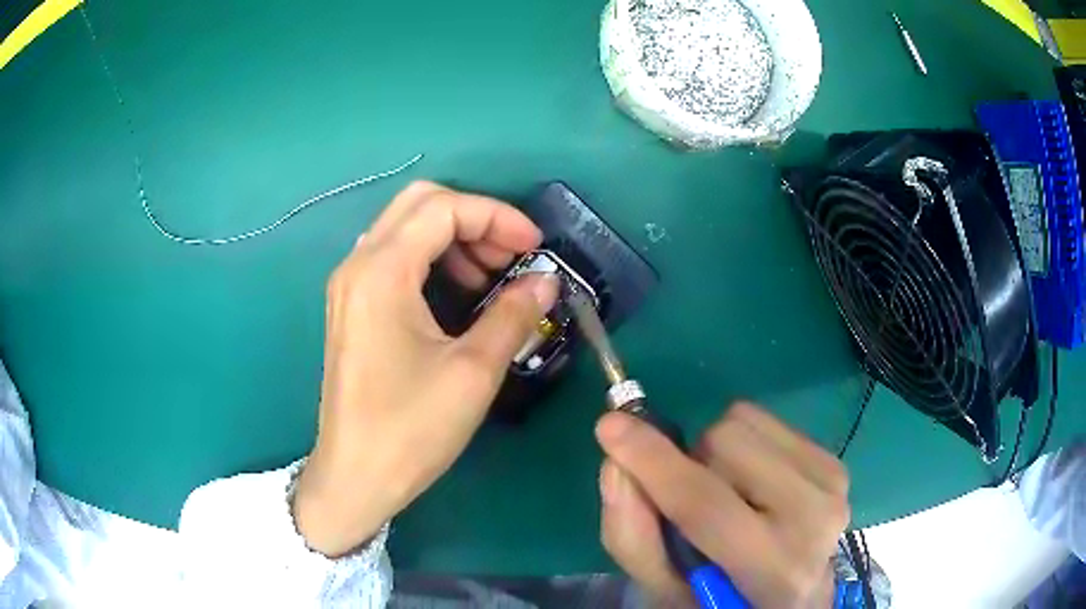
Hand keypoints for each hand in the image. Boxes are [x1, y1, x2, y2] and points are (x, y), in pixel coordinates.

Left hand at [293, 181, 559, 556]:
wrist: (355, 476)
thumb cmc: (410, 429)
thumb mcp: (473, 371)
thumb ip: (513, 314)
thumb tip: (546, 281)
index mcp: (381, 272)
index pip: (443, 209)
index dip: (497, 217)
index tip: (535, 246)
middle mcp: (358, 264)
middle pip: (419, 204)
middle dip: (474, 219)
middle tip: (513, 255)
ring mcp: (350, 284)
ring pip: (405, 227)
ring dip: (454, 237)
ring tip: (493, 276)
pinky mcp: (352, 305)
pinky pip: (394, 257)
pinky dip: (432, 258)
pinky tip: (460, 292)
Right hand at [597, 403, 848, 607]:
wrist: (796, 595)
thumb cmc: (722, 599)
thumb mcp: (665, 589)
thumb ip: (634, 536)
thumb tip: (615, 464)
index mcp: (772, 569)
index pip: (707, 506)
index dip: (654, 464)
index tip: (608, 427)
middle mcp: (814, 519)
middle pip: (725, 443)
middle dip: (691, 465)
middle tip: (697, 504)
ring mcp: (832, 484)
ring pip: (744, 421)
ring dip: (717, 454)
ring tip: (729, 495)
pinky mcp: (835, 461)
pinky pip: (766, 420)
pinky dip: (744, 444)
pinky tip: (754, 485)